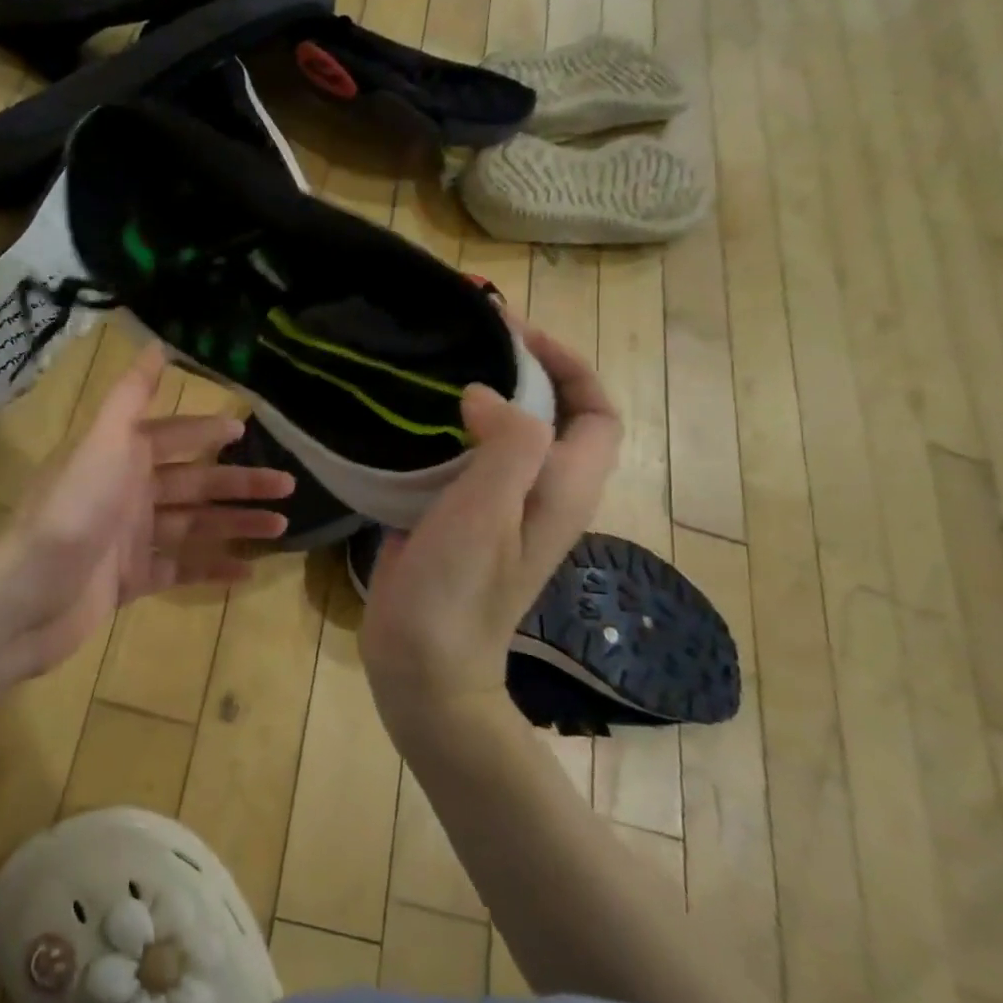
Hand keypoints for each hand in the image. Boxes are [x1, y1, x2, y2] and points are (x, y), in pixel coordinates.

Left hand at [0, 345, 293, 686]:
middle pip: (194, 483)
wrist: (26, 596)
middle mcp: (126, 493)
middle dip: (239, 483)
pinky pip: (181, 570)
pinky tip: (248, 571)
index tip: (247, 430)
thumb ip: (131, 396)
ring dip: (236, 524)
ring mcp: (129, 540)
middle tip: (288, 485)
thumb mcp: (103, 443)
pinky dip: (212, 569)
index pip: (172, 436)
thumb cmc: (72, 512)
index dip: (207, 431)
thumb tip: (156, 344)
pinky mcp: (131, 581)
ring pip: (194, 526)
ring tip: (282, 527)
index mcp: (119, 457)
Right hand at [358, 322, 620, 734]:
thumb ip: (507, 441)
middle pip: (551, 417)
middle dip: (520, 371)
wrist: (422, 666)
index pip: (596, 411)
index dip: (569, 365)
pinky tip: (405, 420)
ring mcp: (497, 510)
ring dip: (480, 397)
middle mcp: (539, 493)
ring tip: (434, 370)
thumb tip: (487, 395)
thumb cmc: (460, 590)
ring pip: (503, 435)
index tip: (515, 336)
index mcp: (562, 488)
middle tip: (467, 342)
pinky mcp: (458, 520)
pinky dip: (444, 430)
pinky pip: (463, 459)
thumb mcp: (490, 510)